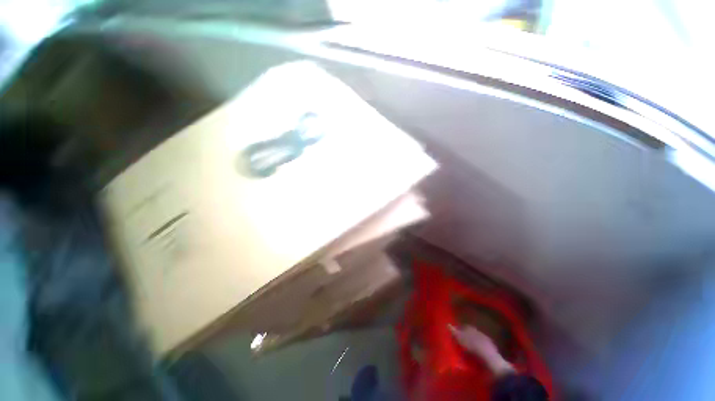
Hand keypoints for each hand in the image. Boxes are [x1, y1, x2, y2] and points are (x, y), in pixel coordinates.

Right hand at [449, 325, 513, 375]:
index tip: (454, 335)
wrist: (490, 358)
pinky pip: (482, 349)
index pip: (463, 326)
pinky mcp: (490, 350)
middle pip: (470, 333)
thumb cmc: (472, 346)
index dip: (458, 330)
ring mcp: (485, 341)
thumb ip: (454, 331)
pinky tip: (475, 356)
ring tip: (466, 351)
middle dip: (465, 337)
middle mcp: (478, 332)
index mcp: (471, 328)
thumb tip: (447, 324)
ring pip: (476, 341)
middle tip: (459, 343)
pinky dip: (478, 351)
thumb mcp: (460, 339)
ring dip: (472, 344)